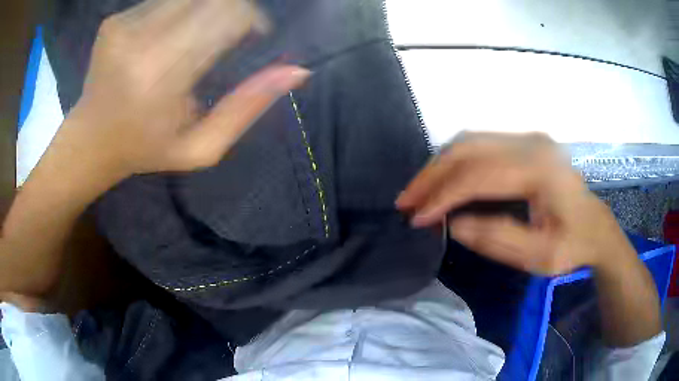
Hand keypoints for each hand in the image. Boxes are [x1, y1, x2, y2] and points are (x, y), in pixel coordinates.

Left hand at [0, 0, 310, 297]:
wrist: (89, 140)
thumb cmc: (145, 150)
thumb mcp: (201, 148)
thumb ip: (247, 108)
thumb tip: (297, 71)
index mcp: (161, 76)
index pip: (228, 15)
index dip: (252, 18)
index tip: (254, 36)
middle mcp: (141, 39)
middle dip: (234, 9)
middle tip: (230, 34)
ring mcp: (124, 24)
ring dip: (207, 9)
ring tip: (198, 37)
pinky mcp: (115, 19)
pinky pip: (165, 0)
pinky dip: (180, 11)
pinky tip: (169, 36)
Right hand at [396, 132, 632, 274]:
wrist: (596, 228)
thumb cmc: (573, 246)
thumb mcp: (539, 257)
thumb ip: (497, 239)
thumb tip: (453, 225)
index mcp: (539, 169)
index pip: (479, 175)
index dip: (442, 196)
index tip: (417, 218)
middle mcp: (531, 143)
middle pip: (468, 148)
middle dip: (431, 175)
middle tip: (406, 201)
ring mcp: (527, 138)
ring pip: (470, 141)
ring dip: (439, 166)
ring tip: (419, 192)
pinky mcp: (524, 142)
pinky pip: (480, 144)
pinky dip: (455, 161)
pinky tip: (444, 179)